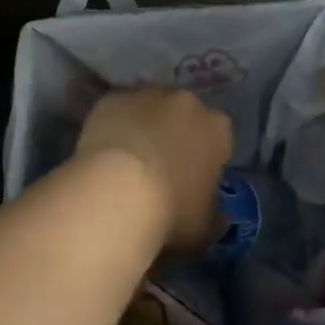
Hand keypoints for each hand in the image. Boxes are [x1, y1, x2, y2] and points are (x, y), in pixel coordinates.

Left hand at [74, 88, 232, 252]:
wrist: (116, 193)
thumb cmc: (170, 213)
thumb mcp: (205, 228)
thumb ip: (215, 216)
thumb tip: (218, 215)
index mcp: (217, 128)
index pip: (219, 138)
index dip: (207, 159)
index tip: (194, 180)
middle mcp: (186, 102)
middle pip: (185, 115)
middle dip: (176, 134)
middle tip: (161, 168)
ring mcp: (147, 95)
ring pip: (150, 108)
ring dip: (145, 126)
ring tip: (128, 161)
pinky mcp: (113, 98)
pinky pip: (118, 110)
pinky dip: (115, 124)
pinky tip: (105, 153)